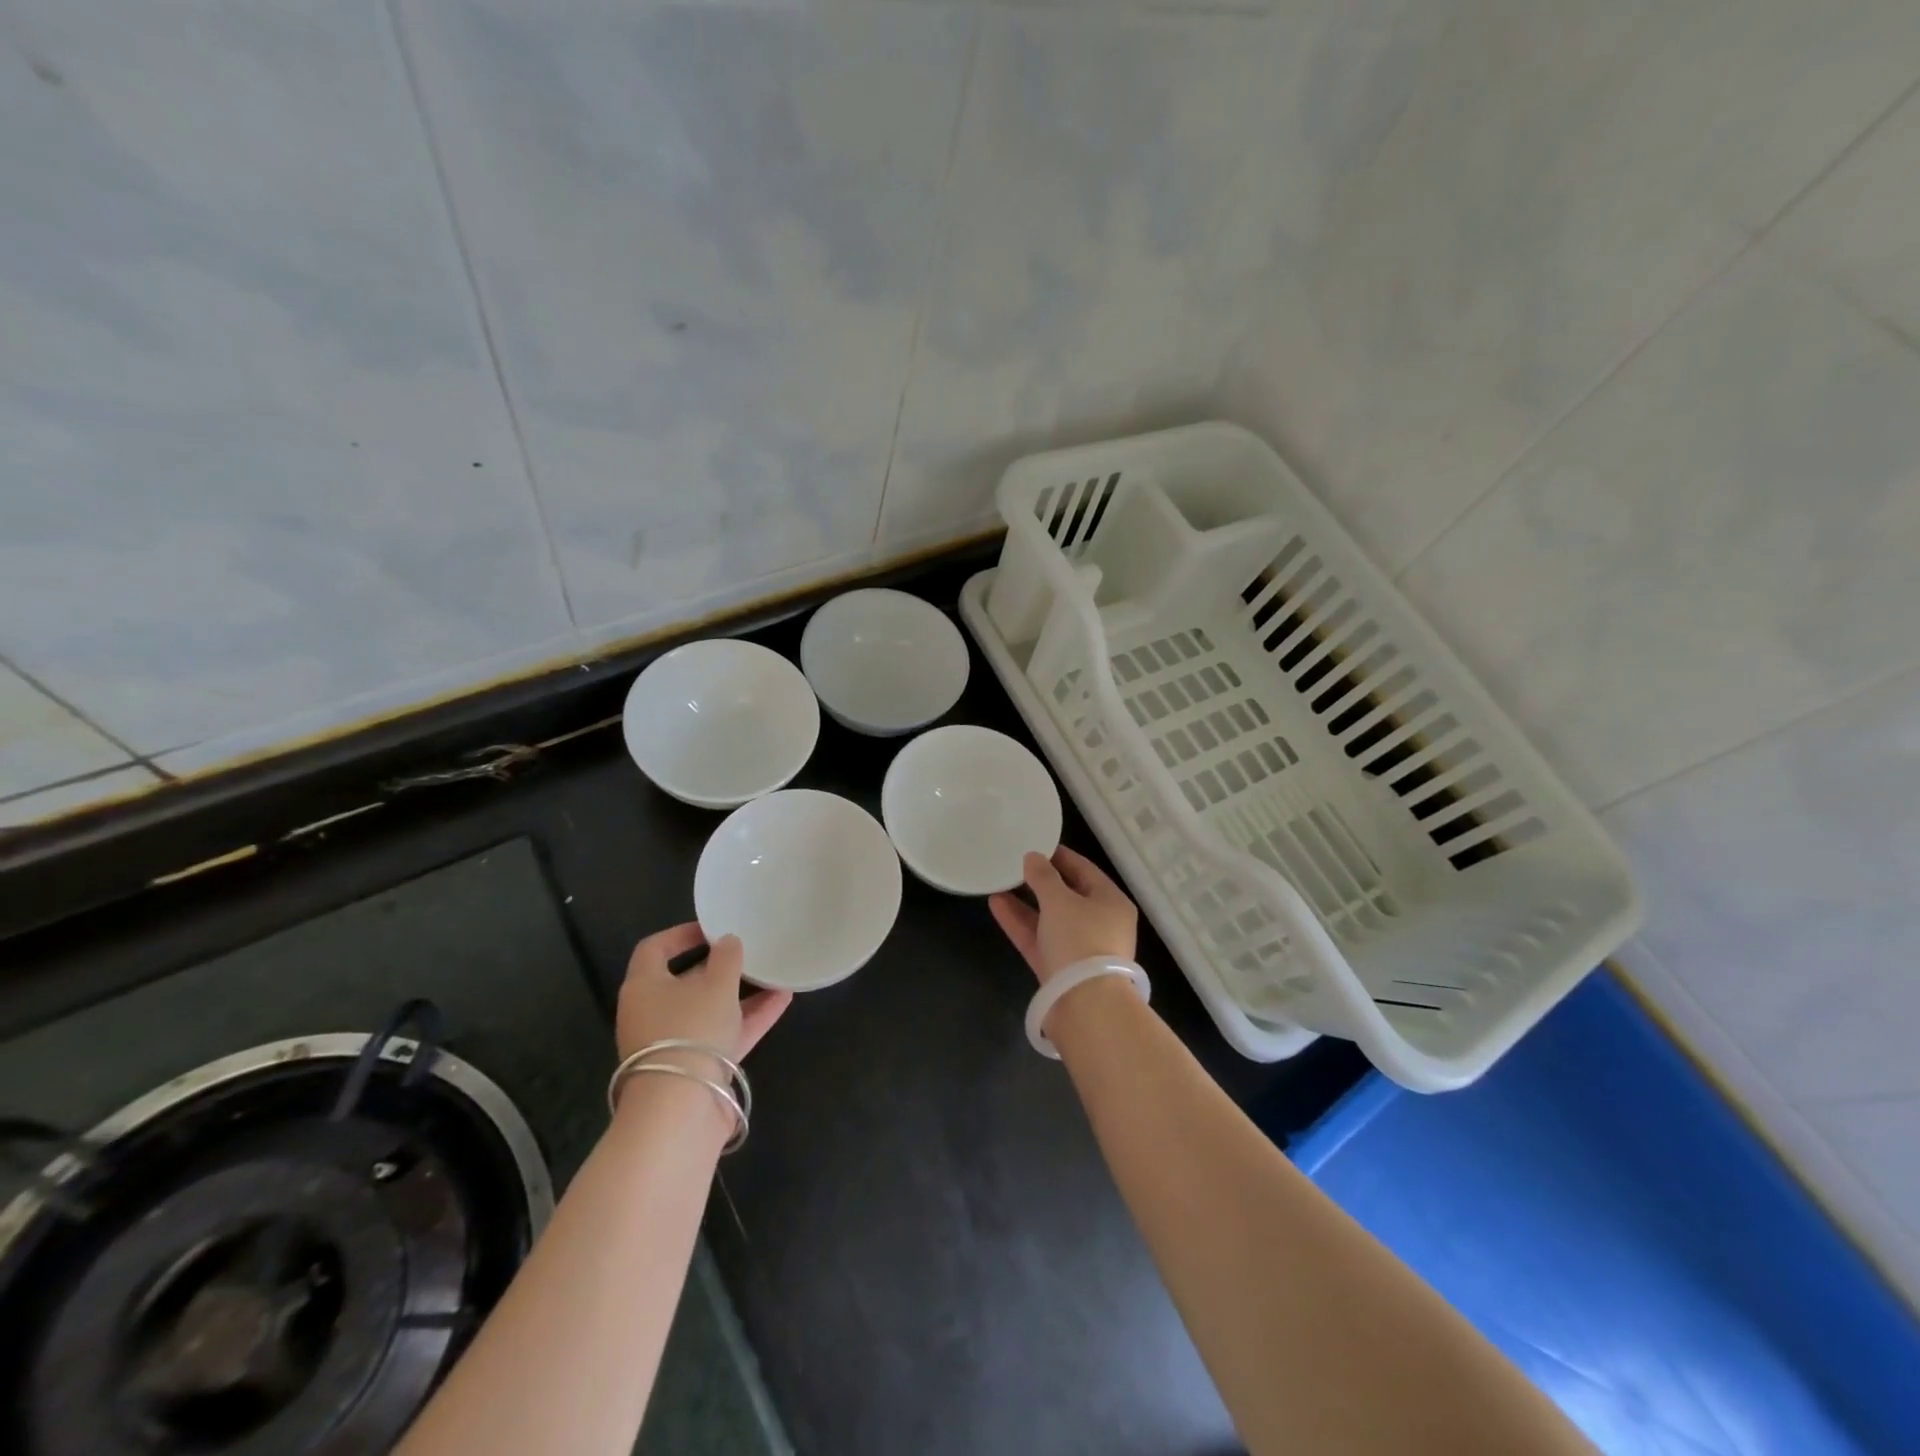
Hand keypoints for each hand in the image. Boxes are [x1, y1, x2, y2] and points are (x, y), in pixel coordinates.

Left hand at [615, 923, 791, 1063]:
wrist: (681, 1110)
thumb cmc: (691, 1030)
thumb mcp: (716, 984)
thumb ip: (727, 958)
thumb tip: (728, 942)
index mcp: (644, 987)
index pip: (654, 949)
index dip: (681, 935)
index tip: (713, 929)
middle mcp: (652, 1014)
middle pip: (684, 982)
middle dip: (718, 967)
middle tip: (746, 953)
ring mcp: (673, 1043)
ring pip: (708, 1009)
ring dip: (740, 993)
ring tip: (773, 975)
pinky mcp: (695, 1068)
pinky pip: (723, 1034)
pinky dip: (749, 1018)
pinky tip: (782, 1001)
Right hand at [989, 846, 1137, 985]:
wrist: (1085, 1006)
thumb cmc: (1080, 940)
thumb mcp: (1060, 900)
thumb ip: (1043, 876)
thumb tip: (1033, 857)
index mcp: (1111, 901)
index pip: (1084, 869)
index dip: (1059, 856)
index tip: (1035, 844)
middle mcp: (1099, 923)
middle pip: (1067, 894)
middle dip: (1040, 880)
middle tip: (1014, 863)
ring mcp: (1079, 948)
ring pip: (1050, 918)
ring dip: (1025, 901)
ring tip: (998, 882)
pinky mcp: (1059, 969)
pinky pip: (1039, 938)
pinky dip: (1020, 922)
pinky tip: (996, 904)